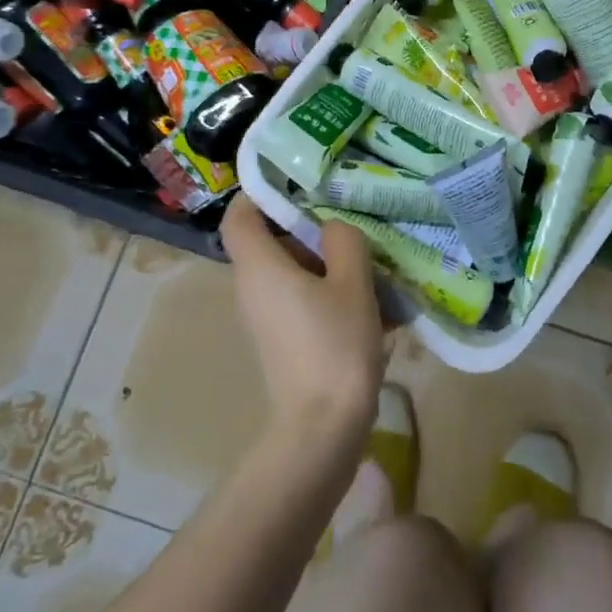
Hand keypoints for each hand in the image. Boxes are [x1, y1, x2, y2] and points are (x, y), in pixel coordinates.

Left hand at [222, 196, 383, 442]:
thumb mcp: (352, 282)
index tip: (302, 183)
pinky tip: (371, 300)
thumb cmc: (335, 346)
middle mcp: (253, 288)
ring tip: (371, 260)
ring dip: (327, 261)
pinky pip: (301, 298)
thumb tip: (333, 229)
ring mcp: (266, 316)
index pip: (241, 215)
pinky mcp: (283, 338)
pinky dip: (329, 290)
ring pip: (291, 270)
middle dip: (311, 227)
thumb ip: (344, 241)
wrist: (322, 428)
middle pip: (271, 240)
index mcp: (260, 267)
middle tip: (351, 219)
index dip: (263, 193)